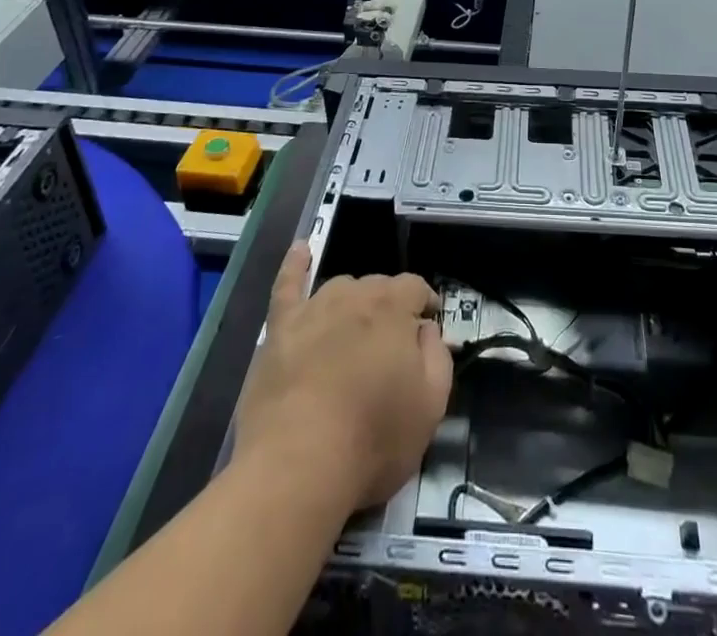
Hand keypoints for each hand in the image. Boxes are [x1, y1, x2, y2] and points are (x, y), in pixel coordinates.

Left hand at [234, 244, 451, 509]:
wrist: (297, 466)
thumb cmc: (372, 440)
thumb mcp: (431, 405)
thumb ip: (437, 356)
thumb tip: (426, 330)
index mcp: (393, 308)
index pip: (415, 287)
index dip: (425, 304)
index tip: (429, 326)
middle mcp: (354, 296)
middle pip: (378, 287)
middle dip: (389, 308)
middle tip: (391, 347)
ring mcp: (313, 309)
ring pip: (340, 288)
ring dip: (353, 301)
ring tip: (356, 332)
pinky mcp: (279, 330)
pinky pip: (288, 286)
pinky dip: (295, 265)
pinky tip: (300, 250)